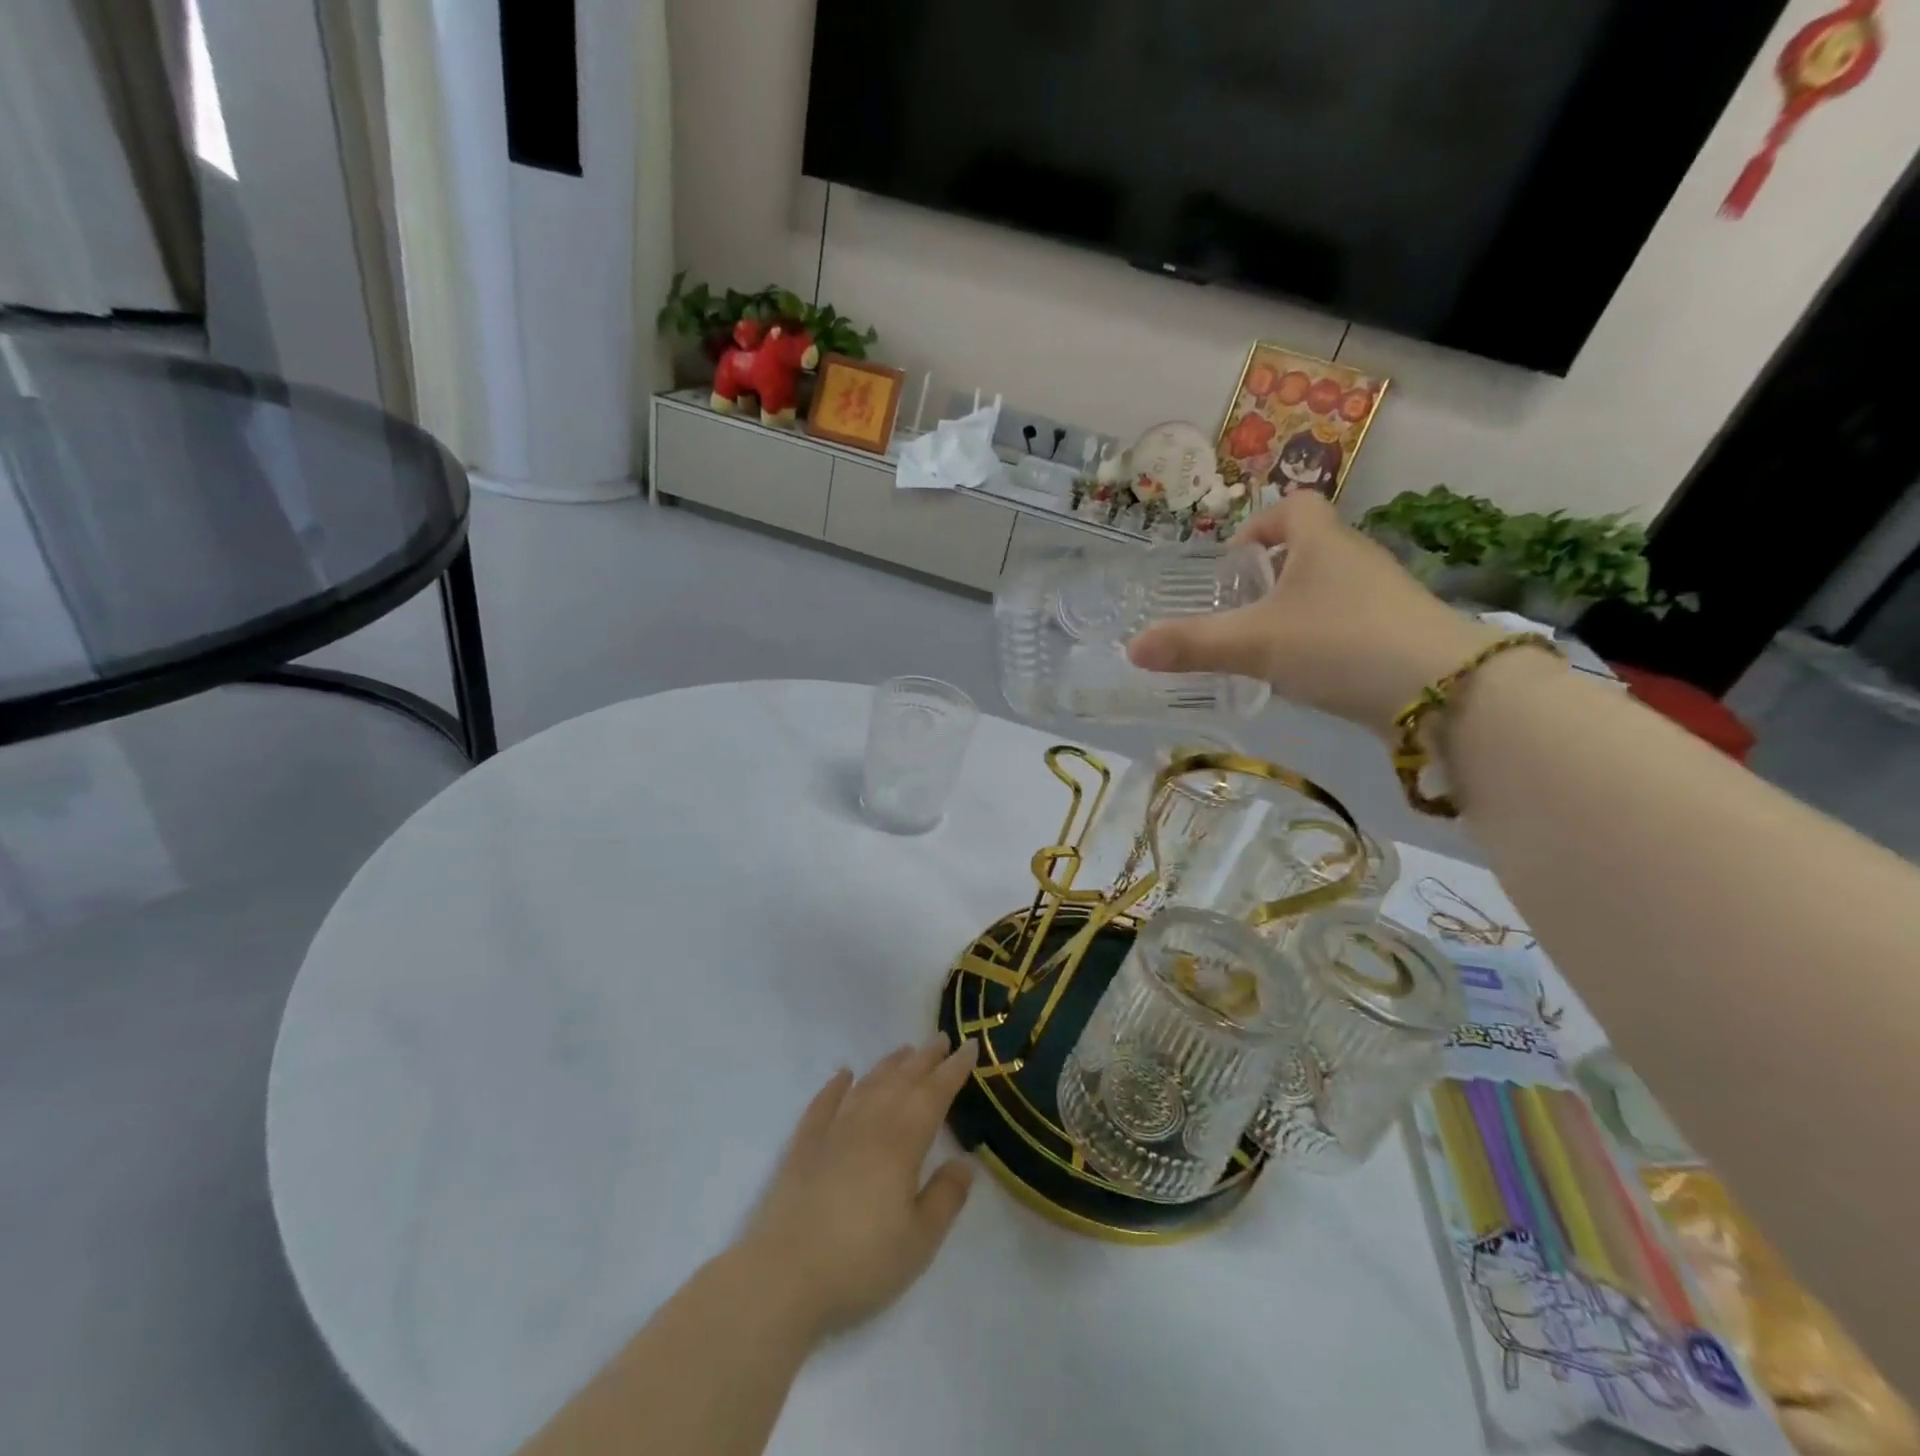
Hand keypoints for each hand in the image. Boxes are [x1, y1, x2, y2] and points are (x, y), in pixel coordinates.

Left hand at [737, 1038, 978, 1343]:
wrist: (783, 1276)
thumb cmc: (861, 1263)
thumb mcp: (919, 1241)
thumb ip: (946, 1198)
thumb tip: (964, 1162)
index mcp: (902, 1143)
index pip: (934, 1094)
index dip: (953, 1069)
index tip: (970, 1046)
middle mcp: (869, 1125)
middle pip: (901, 1081)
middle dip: (925, 1058)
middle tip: (941, 1038)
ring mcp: (832, 1132)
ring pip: (866, 1086)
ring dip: (888, 1065)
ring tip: (905, 1050)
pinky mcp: (803, 1146)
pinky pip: (823, 1103)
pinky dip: (835, 1085)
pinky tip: (844, 1074)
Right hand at [1127, 493, 1499, 738]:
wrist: (1444, 692)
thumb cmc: (1340, 644)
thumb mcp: (1254, 644)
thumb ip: (1192, 645)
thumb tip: (1132, 648)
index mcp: (1324, 543)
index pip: (1295, 507)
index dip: (1259, 527)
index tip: (1233, 563)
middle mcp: (1357, 561)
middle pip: (1310, 549)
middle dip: (1270, 575)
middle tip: (1237, 610)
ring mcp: (1384, 599)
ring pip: (1329, 591)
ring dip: (1295, 609)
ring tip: (1263, 646)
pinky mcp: (1398, 637)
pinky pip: (1348, 624)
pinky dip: (1321, 639)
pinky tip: (1304, 674)